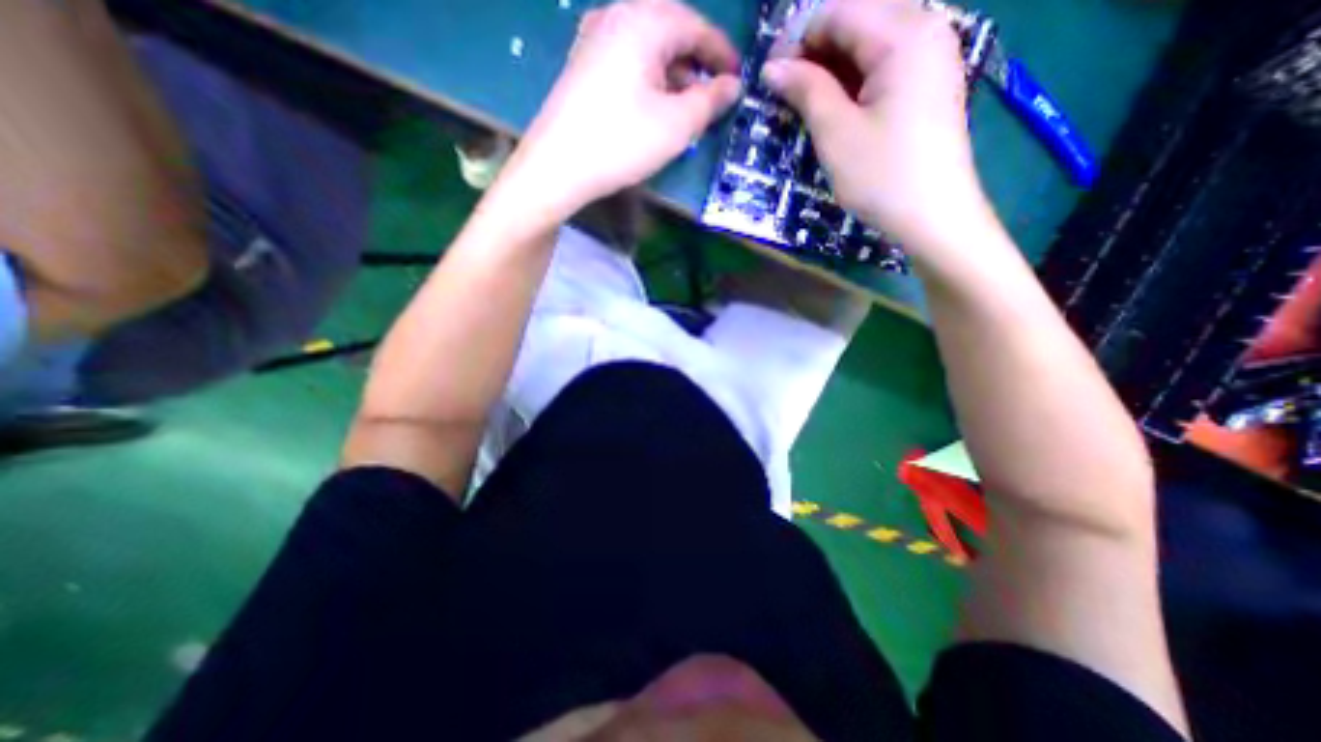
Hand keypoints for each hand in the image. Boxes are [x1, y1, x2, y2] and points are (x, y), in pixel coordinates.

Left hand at [496, 0, 741, 220]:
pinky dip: (649, 79)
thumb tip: (732, 86)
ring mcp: (594, 38)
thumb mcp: (676, 125)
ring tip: (686, 106)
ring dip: (673, 73)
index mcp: (644, 20)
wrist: (557, 166)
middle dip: (697, 63)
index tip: (739, 80)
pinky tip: (654, 105)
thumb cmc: (621, 142)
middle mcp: (617, 15)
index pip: (697, 26)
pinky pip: (627, 60)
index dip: (722, 54)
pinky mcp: (582, 64)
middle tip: (713, 94)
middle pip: (671, 31)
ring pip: (648, 47)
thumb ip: (710, 101)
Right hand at [759, 1, 983, 252]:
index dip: (798, 38)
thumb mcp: (836, 134)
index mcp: (905, 34)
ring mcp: (932, 56)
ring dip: (833, 65)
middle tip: (786, 91)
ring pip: (870, 41)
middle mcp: (926, 29)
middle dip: (816, 49)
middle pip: (858, 18)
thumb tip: (773, 68)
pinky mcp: (929, 83)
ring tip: (805, 101)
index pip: (840, 10)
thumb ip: (806, 90)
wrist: (934, 217)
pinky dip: (855, 78)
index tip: (770, 77)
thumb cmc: (882, 177)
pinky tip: (836, 105)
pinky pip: (885, 63)